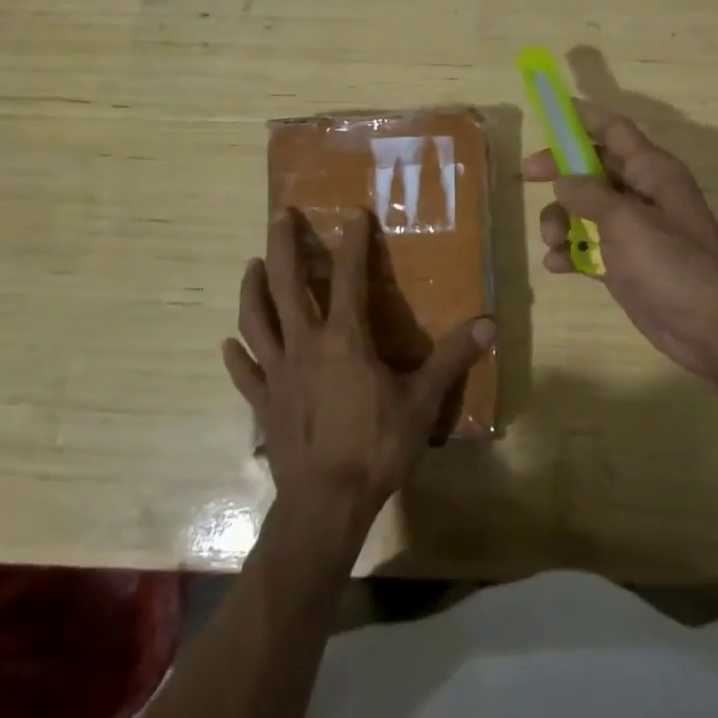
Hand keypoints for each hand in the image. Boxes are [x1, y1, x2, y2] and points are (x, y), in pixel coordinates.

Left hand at [223, 208, 493, 554]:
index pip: (348, 277)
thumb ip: (452, 359)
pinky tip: (229, 344)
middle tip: (280, 215)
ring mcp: (278, 373)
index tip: (354, 214)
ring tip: (252, 265)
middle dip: (283, 245)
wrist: (326, 504)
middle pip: (286, 284)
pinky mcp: (263, 403)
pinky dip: (236, 355)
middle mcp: (305, 344)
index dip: (352, 242)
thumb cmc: (376, 448)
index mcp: (345, 339)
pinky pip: (245, 372)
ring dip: (252, 289)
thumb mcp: (422, 402)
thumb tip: (489, 324)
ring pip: (256, 319)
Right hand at [522, 101, 717, 390]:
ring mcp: (633, 230)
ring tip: (554, 241)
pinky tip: (557, 265)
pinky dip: (570, 252)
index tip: (550, 112)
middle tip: (527, 174)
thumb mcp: (627, 221)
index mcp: (652, 171)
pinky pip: (587, 247)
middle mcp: (642, 194)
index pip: (615, 130)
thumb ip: (590, 194)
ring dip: (561, 220)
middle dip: (560, 171)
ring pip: (584, 209)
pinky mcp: (624, 264)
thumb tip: (562, 179)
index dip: (584, 117)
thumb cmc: (673, 263)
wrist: (711, 328)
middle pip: (592, 168)